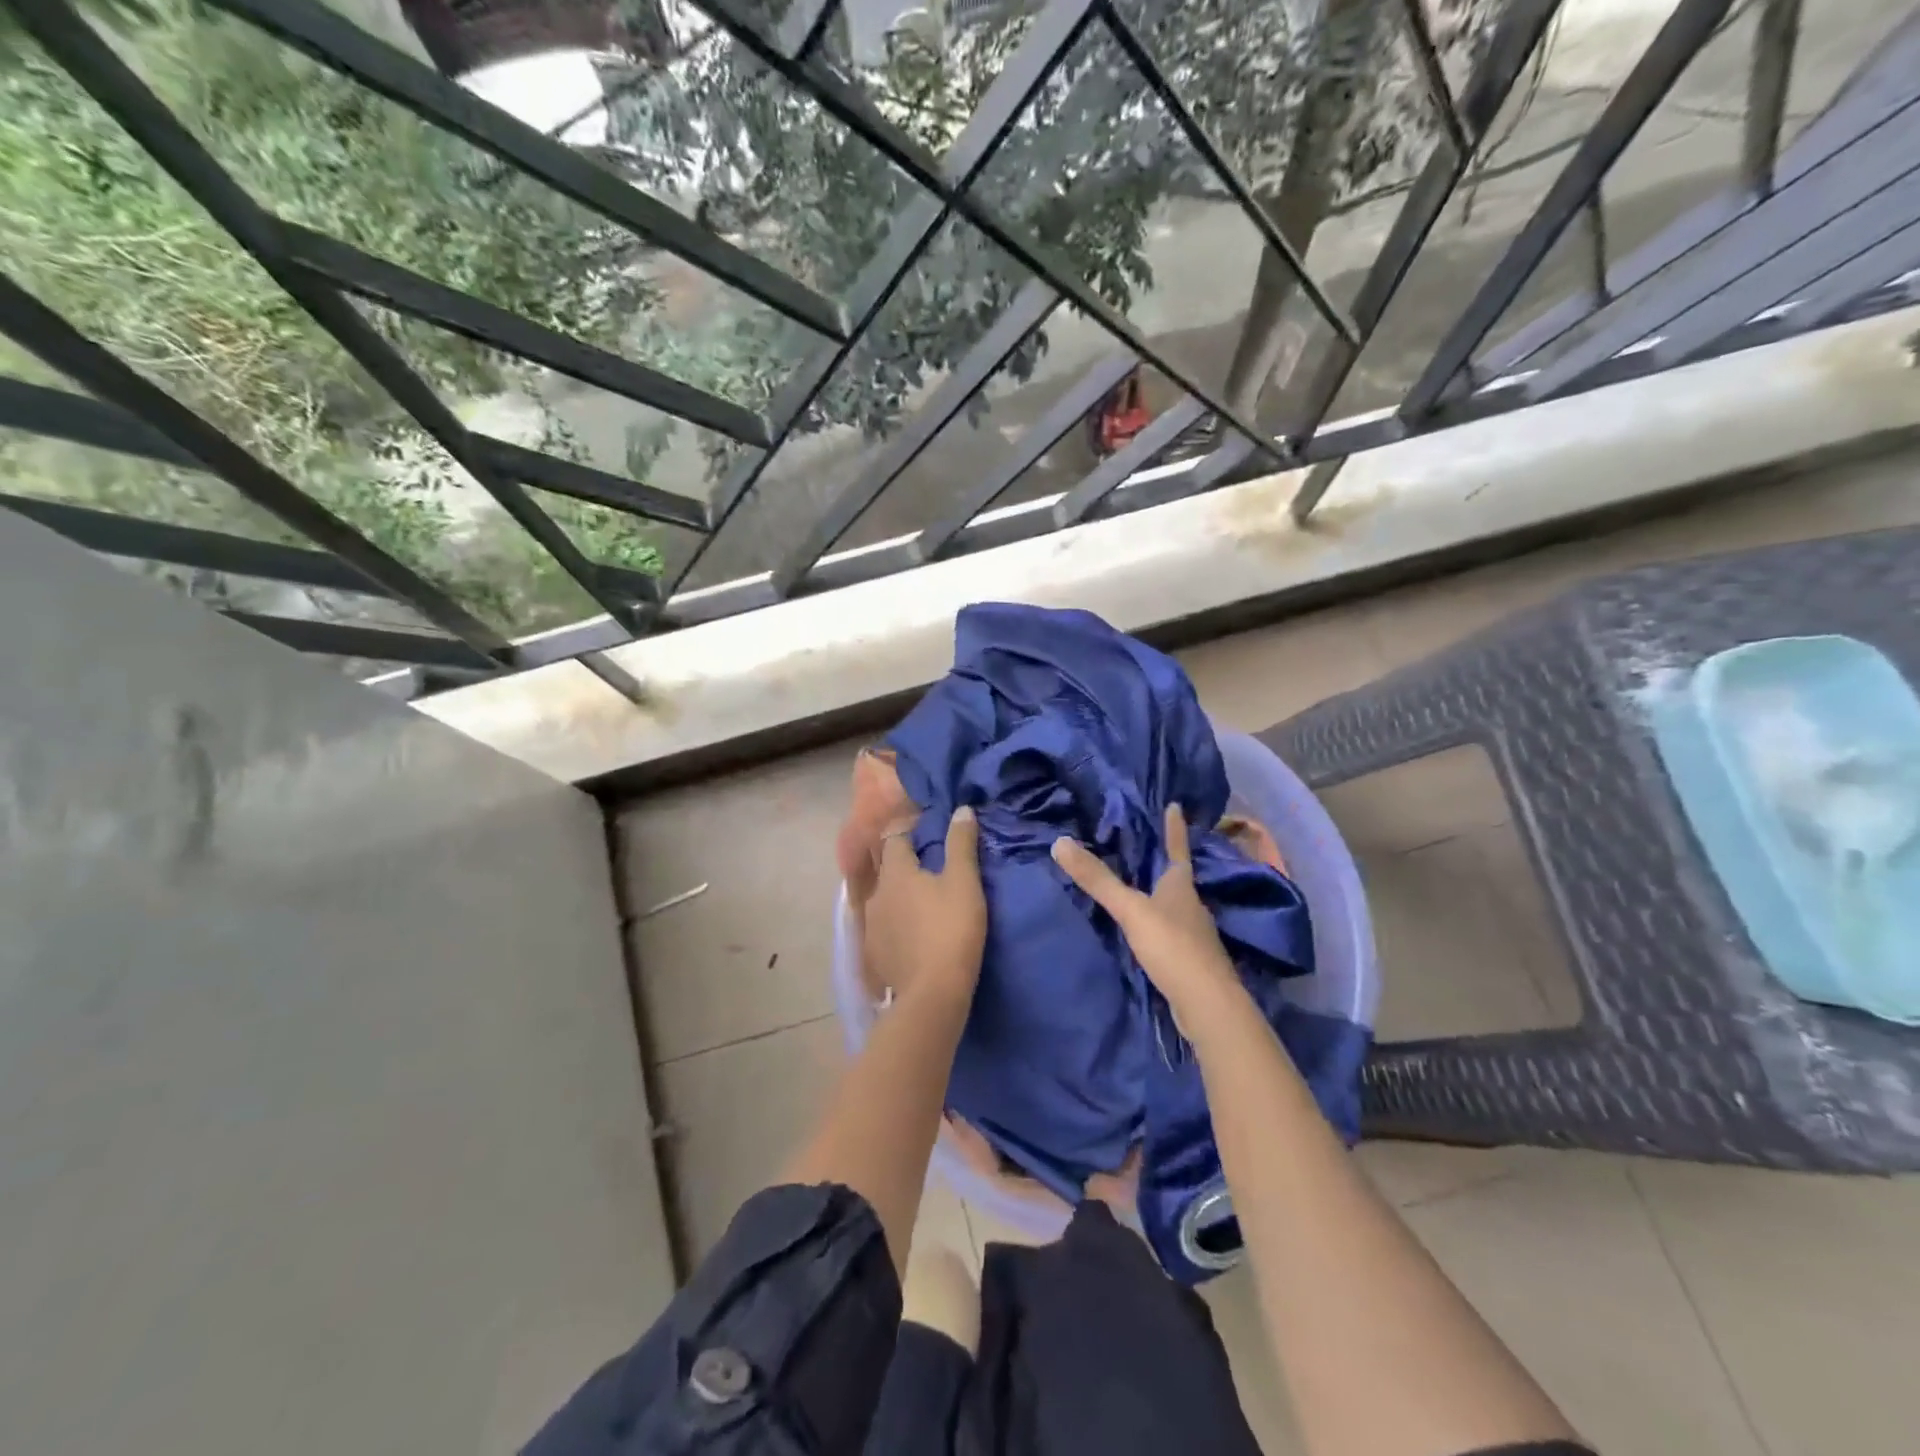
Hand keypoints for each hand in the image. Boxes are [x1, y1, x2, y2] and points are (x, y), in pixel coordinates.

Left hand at [864, 806, 985, 1004]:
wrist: (932, 993)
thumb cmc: (951, 929)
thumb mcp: (964, 882)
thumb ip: (961, 843)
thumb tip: (962, 809)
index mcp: (895, 872)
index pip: (894, 837)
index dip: (909, 830)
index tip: (928, 832)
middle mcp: (875, 893)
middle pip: (886, 869)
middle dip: (904, 864)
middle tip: (929, 867)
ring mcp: (870, 926)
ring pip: (884, 899)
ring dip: (899, 895)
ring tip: (922, 902)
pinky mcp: (873, 954)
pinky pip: (883, 928)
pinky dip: (896, 924)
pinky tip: (912, 933)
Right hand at [1051, 804, 1239, 1016]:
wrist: (1208, 1005)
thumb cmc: (1172, 946)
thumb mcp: (1130, 909)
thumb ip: (1097, 880)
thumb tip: (1059, 842)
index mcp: (1181, 886)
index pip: (1176, 848)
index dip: (1174, 828)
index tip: (1175, 805)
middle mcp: (1191, 905)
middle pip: (1177, 877)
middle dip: (1163, 863)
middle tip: (1145, 847)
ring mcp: (1195, 935)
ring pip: (1175, 906)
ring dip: (1160, 895)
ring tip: (1141, 887)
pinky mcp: (1190, 961)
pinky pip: (1172, 932)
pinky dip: (1159, 925)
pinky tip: (1147, 932)